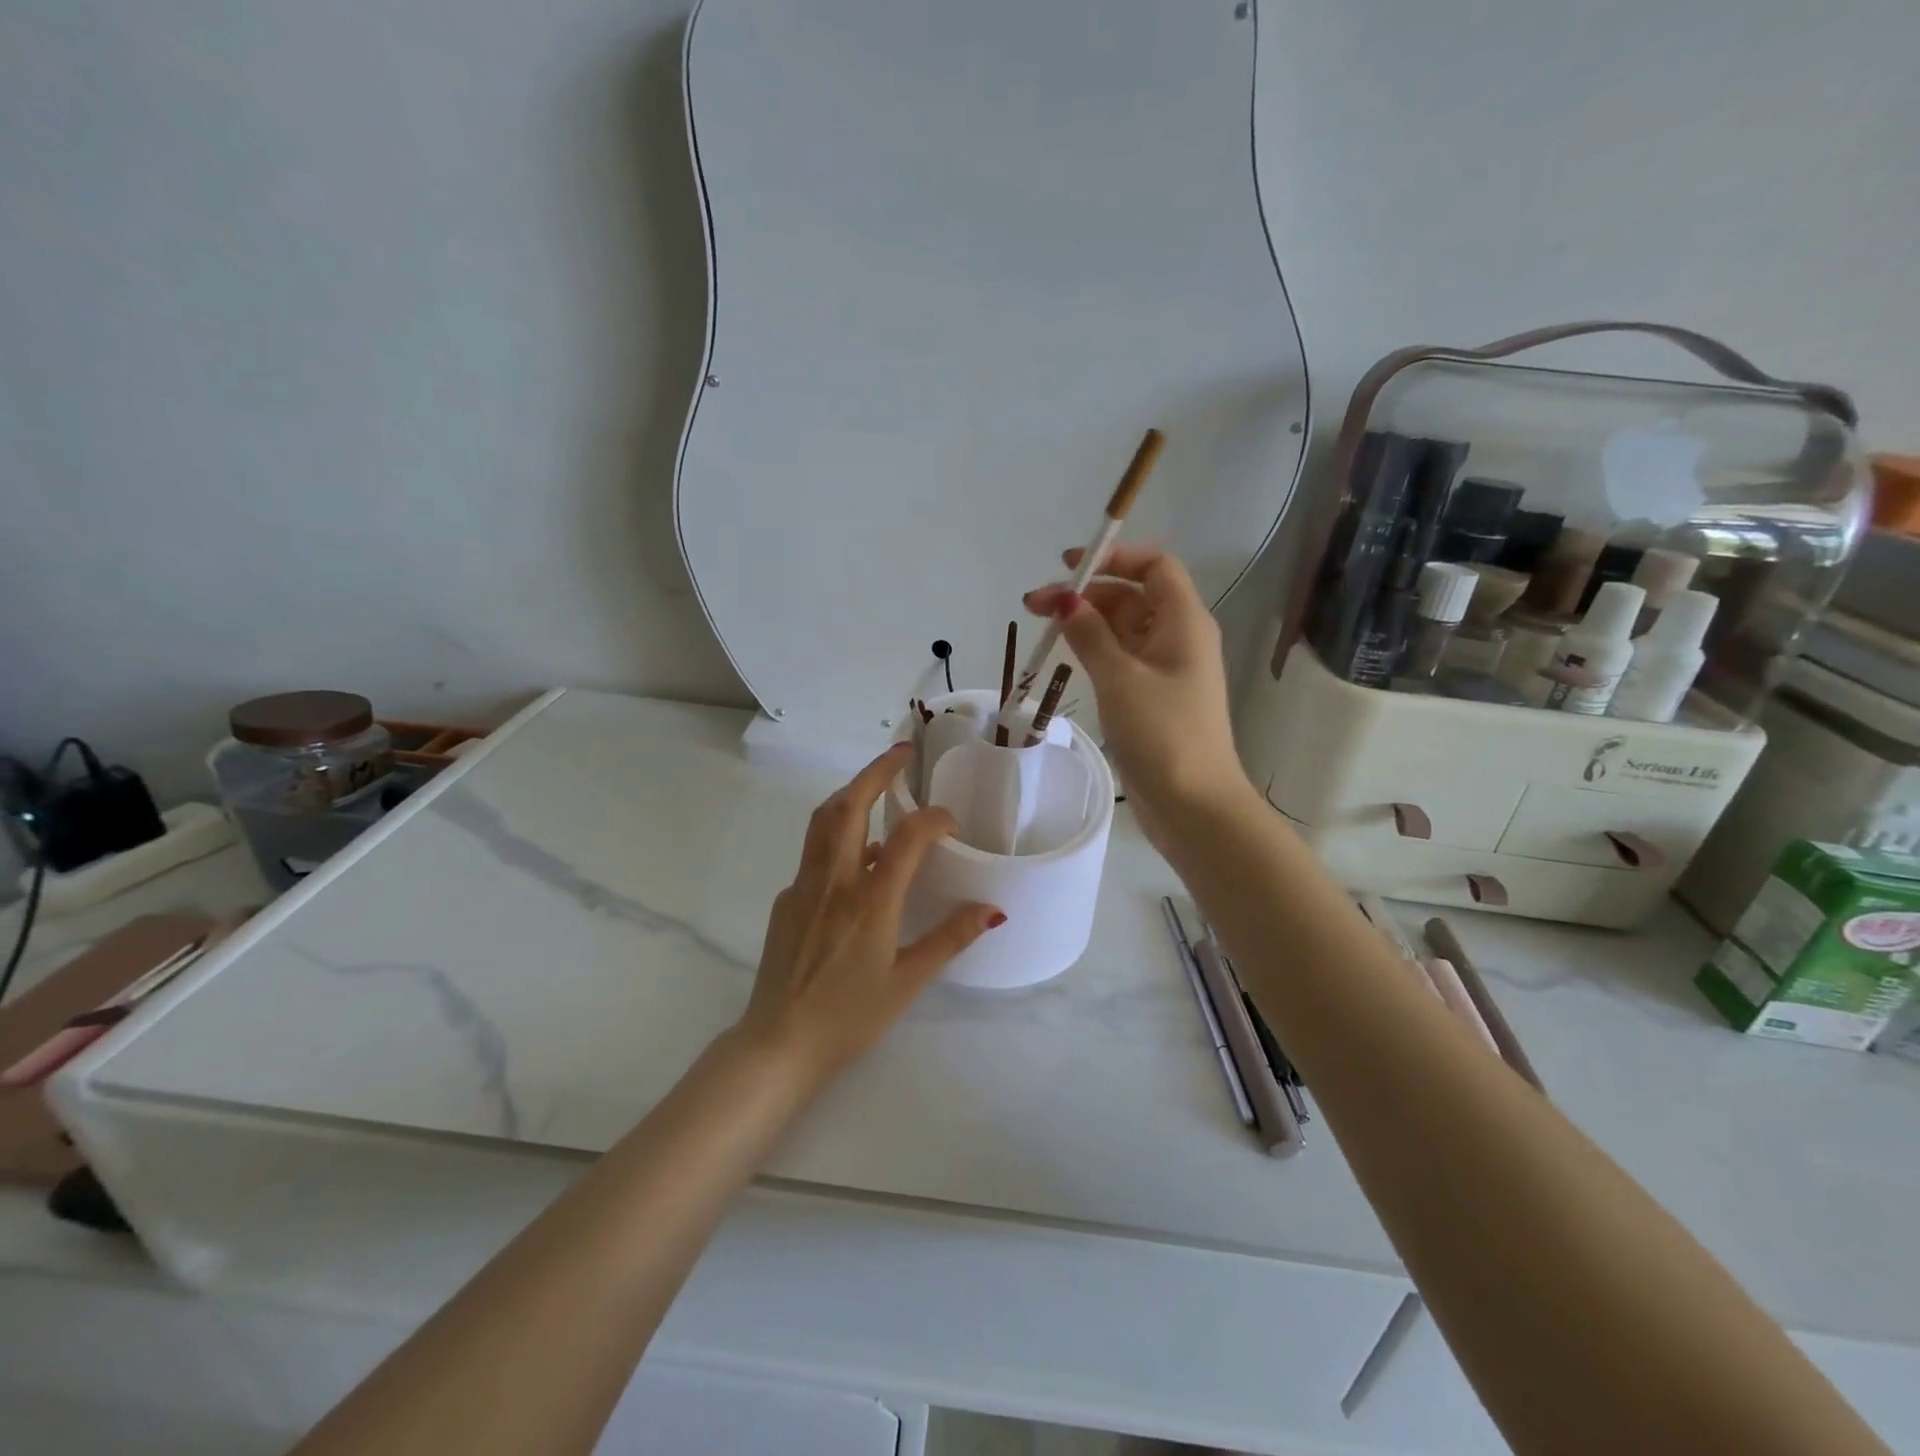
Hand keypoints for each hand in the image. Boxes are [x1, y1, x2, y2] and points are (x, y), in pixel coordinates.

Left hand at [735, 744, 1004, 1084]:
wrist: (778, 1044)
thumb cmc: (849, 1017)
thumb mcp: (907, 982)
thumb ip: (949, 939)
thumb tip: (992, 909)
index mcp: (870, 902)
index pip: (905, 839)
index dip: (933, 818)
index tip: (951, 820)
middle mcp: (833, 883)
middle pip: (849, 807)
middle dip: (874, 773)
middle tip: (899, 755)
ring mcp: (803, 888)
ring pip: (822, 822)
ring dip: (850, 795)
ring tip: (875, 787)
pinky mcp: (785, 901)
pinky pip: (814, 855)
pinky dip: (837, 838)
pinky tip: (855, 860)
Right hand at [1024, 544, 1251, 845]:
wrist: (1194, 805)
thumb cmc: (1162, 733)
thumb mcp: (1120, 677)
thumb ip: (1090, 633)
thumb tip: (1065, 599)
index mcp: (1183, 621)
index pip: (1154, 566)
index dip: (1114, 557)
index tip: (1069, 566)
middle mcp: (1178, 637)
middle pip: (1132, 596)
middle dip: (1086, 594)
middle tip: (1034, 607)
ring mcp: (1166, 669)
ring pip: (1123, 629)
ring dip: (1086, 622)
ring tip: (1041, 629)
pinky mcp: (1153, 697)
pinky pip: (1122, 659)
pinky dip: (1095, 651)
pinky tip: (1066, 656)